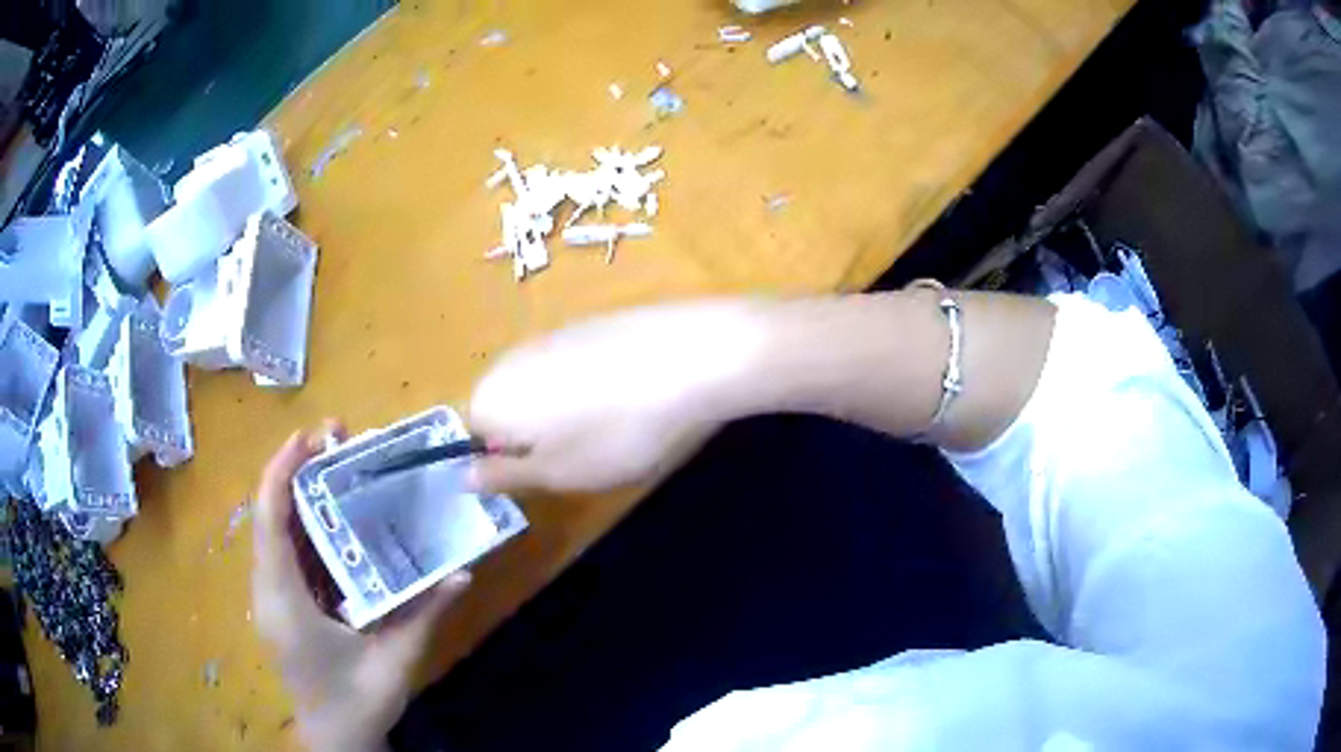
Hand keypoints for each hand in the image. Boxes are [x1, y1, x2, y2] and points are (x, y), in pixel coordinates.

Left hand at [252, 426, 469, 751]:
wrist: (335, 740)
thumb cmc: (357, 703)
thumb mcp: (394, 661)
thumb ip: (425, 614)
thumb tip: (463, 572)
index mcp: (285, 601)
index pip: (270, 523)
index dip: (282, 473)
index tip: (308, 438)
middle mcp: (270, 590)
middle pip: (270, 517)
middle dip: (294, 472)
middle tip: (332, 440)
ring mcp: (274, 597)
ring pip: (277, 533)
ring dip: (300, 496)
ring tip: (334, 465)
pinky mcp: (284, 604)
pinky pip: (289, 554)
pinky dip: (307, 527)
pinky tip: (335, 517)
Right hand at [469, 302, 761, 493]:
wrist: (695, 358)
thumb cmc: (617, 431)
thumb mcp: (557, 472)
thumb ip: (504, 475)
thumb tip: (463, 476)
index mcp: (491, 394)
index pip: (474, 433)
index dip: (508, 459)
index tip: (550, 471)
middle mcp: (513, 355)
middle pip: (509, 406)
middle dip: (537, 434)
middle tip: (584, 453)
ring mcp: (556, 333)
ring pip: (545, 386)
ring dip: (568, 411)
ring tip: (616, 426)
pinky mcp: (596, 321)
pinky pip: (578, 364)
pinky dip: (596, 384)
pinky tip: (634, 394)